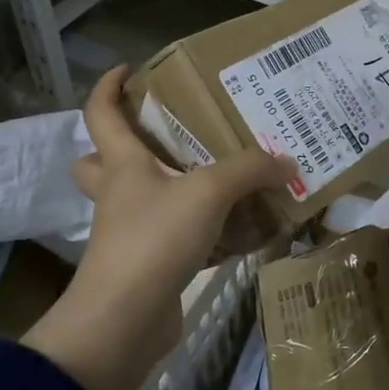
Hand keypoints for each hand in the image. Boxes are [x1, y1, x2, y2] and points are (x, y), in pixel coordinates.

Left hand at [26, 68, 294, 389]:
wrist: (125, 320)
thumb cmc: (155, 239)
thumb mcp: (208, 192)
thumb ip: (250, 171)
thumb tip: (287, 163)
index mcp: (122, 165)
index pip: (101, 114)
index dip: (108, 88)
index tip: (127, 69)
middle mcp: (120, 195)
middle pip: (104, 162)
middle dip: (128, 146)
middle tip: (171, 136)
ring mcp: (131, 234)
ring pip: (146, 203)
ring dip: (176, 192)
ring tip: (223, 181)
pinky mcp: (150, 267)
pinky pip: (179, 240)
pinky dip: (207, 235)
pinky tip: (241, 234)